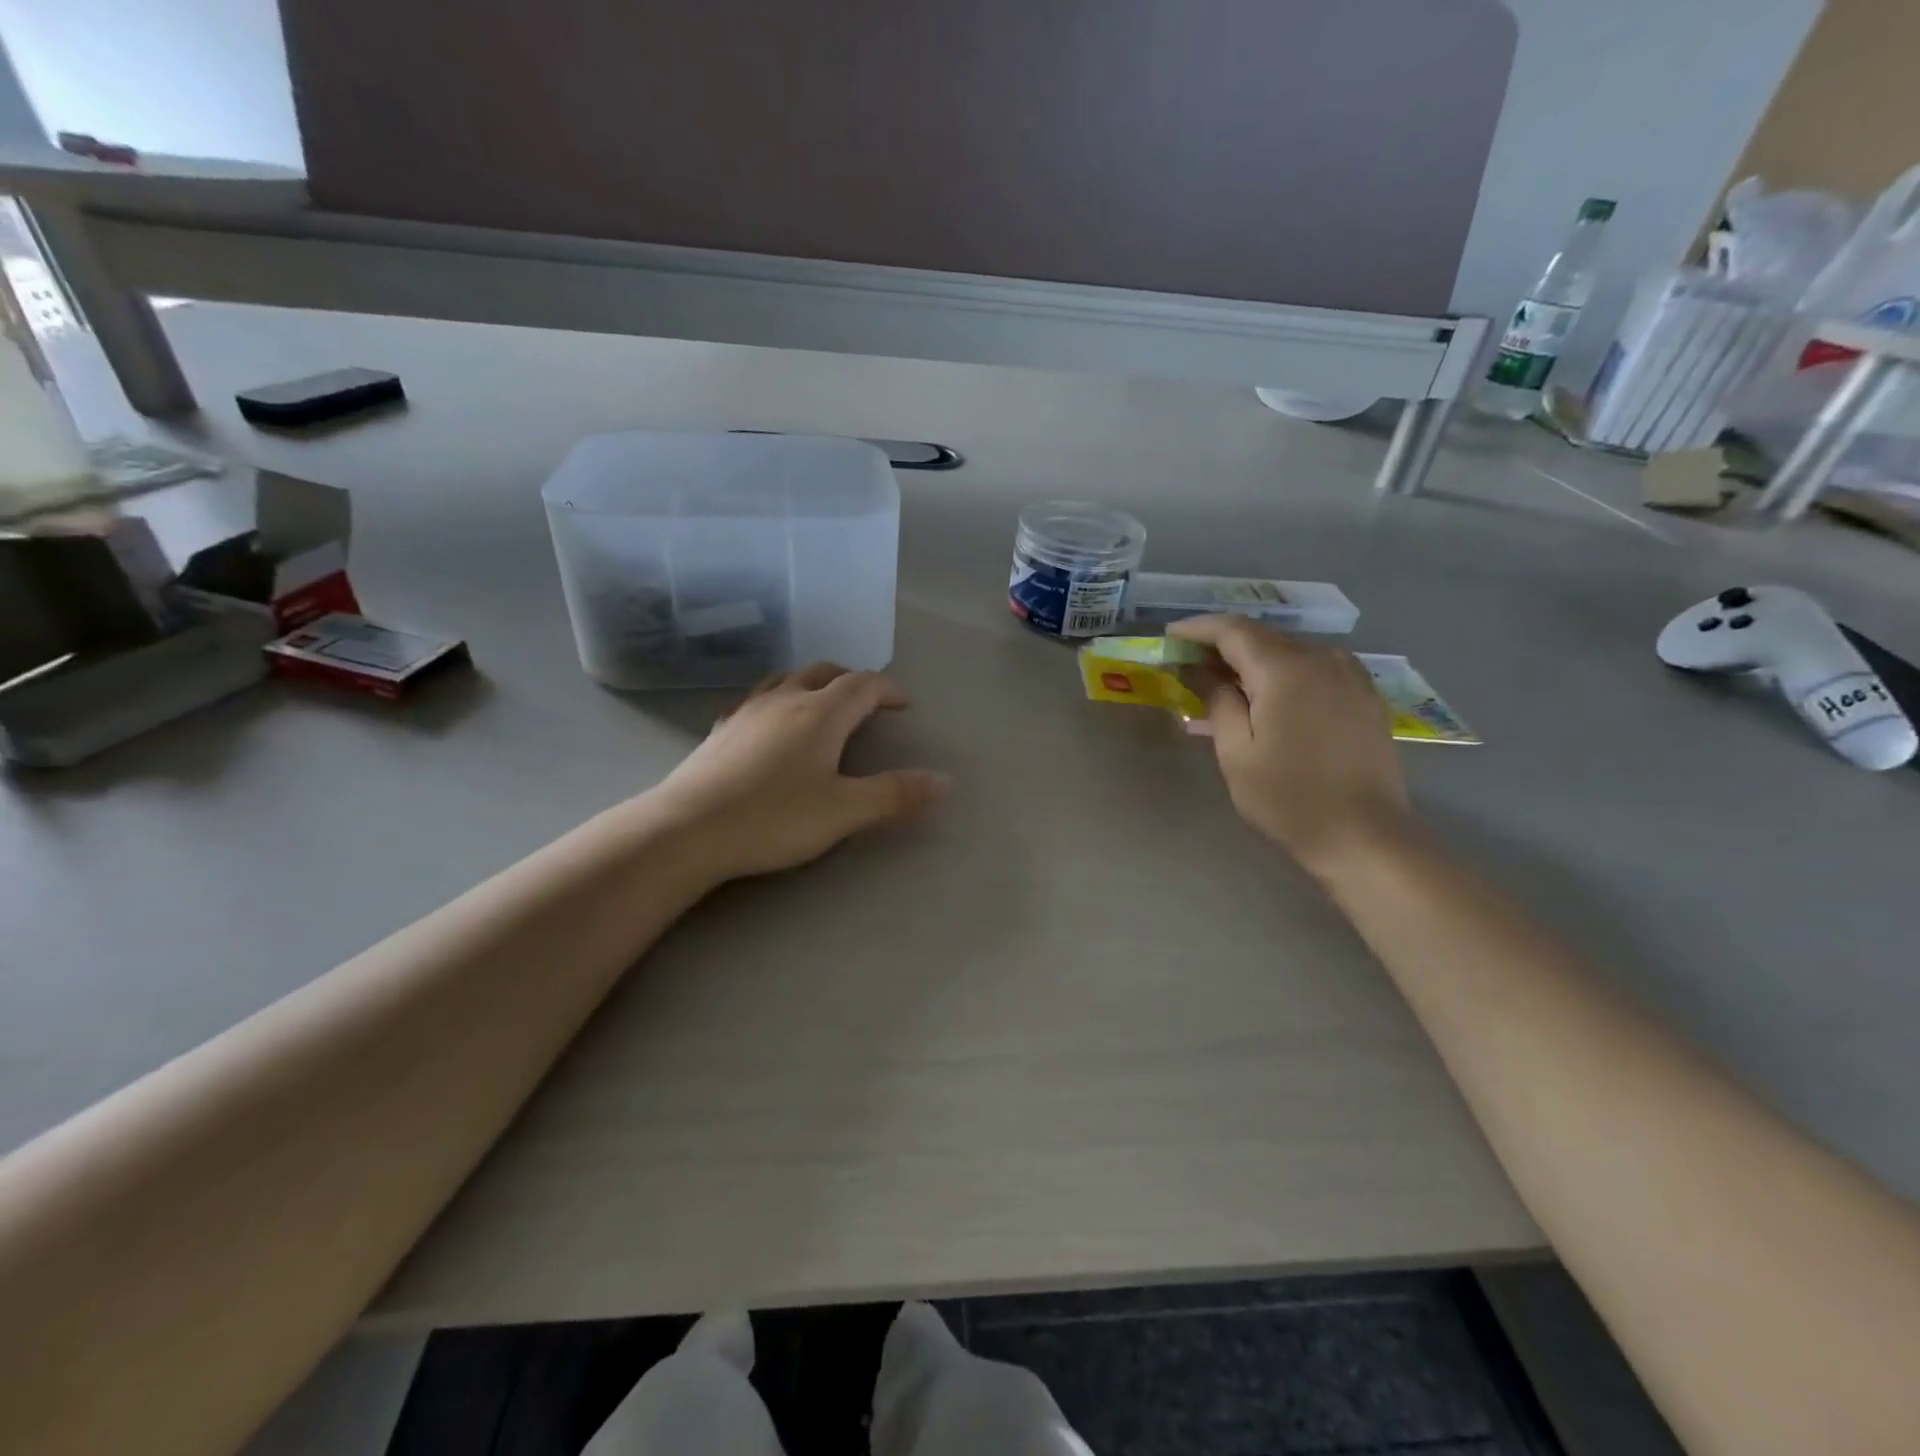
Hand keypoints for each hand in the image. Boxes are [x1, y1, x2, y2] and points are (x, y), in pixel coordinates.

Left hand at [648, 662, 950, 882]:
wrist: (688, 829)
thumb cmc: (774, 818)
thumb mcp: (844, 811)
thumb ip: (895, 794)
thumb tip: (945, 780)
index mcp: (821, 713)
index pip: (863, 685)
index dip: (888, 690)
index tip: (904, 706)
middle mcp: (785, 700)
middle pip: (824, 672)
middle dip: (852, 681)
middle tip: (868, 702)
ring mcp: (747, 712)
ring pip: (786, 679)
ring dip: (813, 683)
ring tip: (822, 705)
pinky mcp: (720, 730)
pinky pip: (756, 700)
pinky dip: (777, 701)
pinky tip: (770, 724)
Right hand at [1168, 616, 1410, 880]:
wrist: (1362, 834)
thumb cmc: (1288, 797)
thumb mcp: (1236, 752)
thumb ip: (1217, 700)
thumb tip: (1198, 669)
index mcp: (1285, 670)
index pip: (1233, 630)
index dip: (1197, 629)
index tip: (1169, 636)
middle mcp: (1321, 658)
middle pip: (1263, 636)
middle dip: (1223, 644)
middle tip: (1190, 662)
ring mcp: (1350, 674)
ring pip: (1290, 650)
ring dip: (1254, 658)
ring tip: (1225, 680)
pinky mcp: (1364, 694)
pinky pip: (1316, 666)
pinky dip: (1285, 670)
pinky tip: (1270, 694)